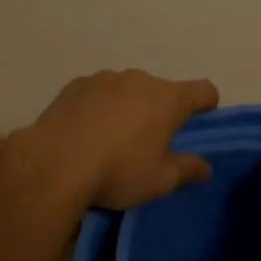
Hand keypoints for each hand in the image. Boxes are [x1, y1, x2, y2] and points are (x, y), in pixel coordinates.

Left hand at [15, 70, 219, 209]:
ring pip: (128, 89)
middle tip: (148, 144)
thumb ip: (187, 170)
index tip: (199, 121)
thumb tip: (206, 167)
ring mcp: (105, 78)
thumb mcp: (159, 181)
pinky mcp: (76, 84)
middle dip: (160, 111)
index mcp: (168, 99)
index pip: (203, 90)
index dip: (207, 104)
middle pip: (162, 90)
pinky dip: (99, 106)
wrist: (54, 163)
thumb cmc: (117, 172)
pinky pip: (98, 93)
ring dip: (128, 107)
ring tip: (111, 140)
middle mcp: (140, 79)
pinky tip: (85, 132)